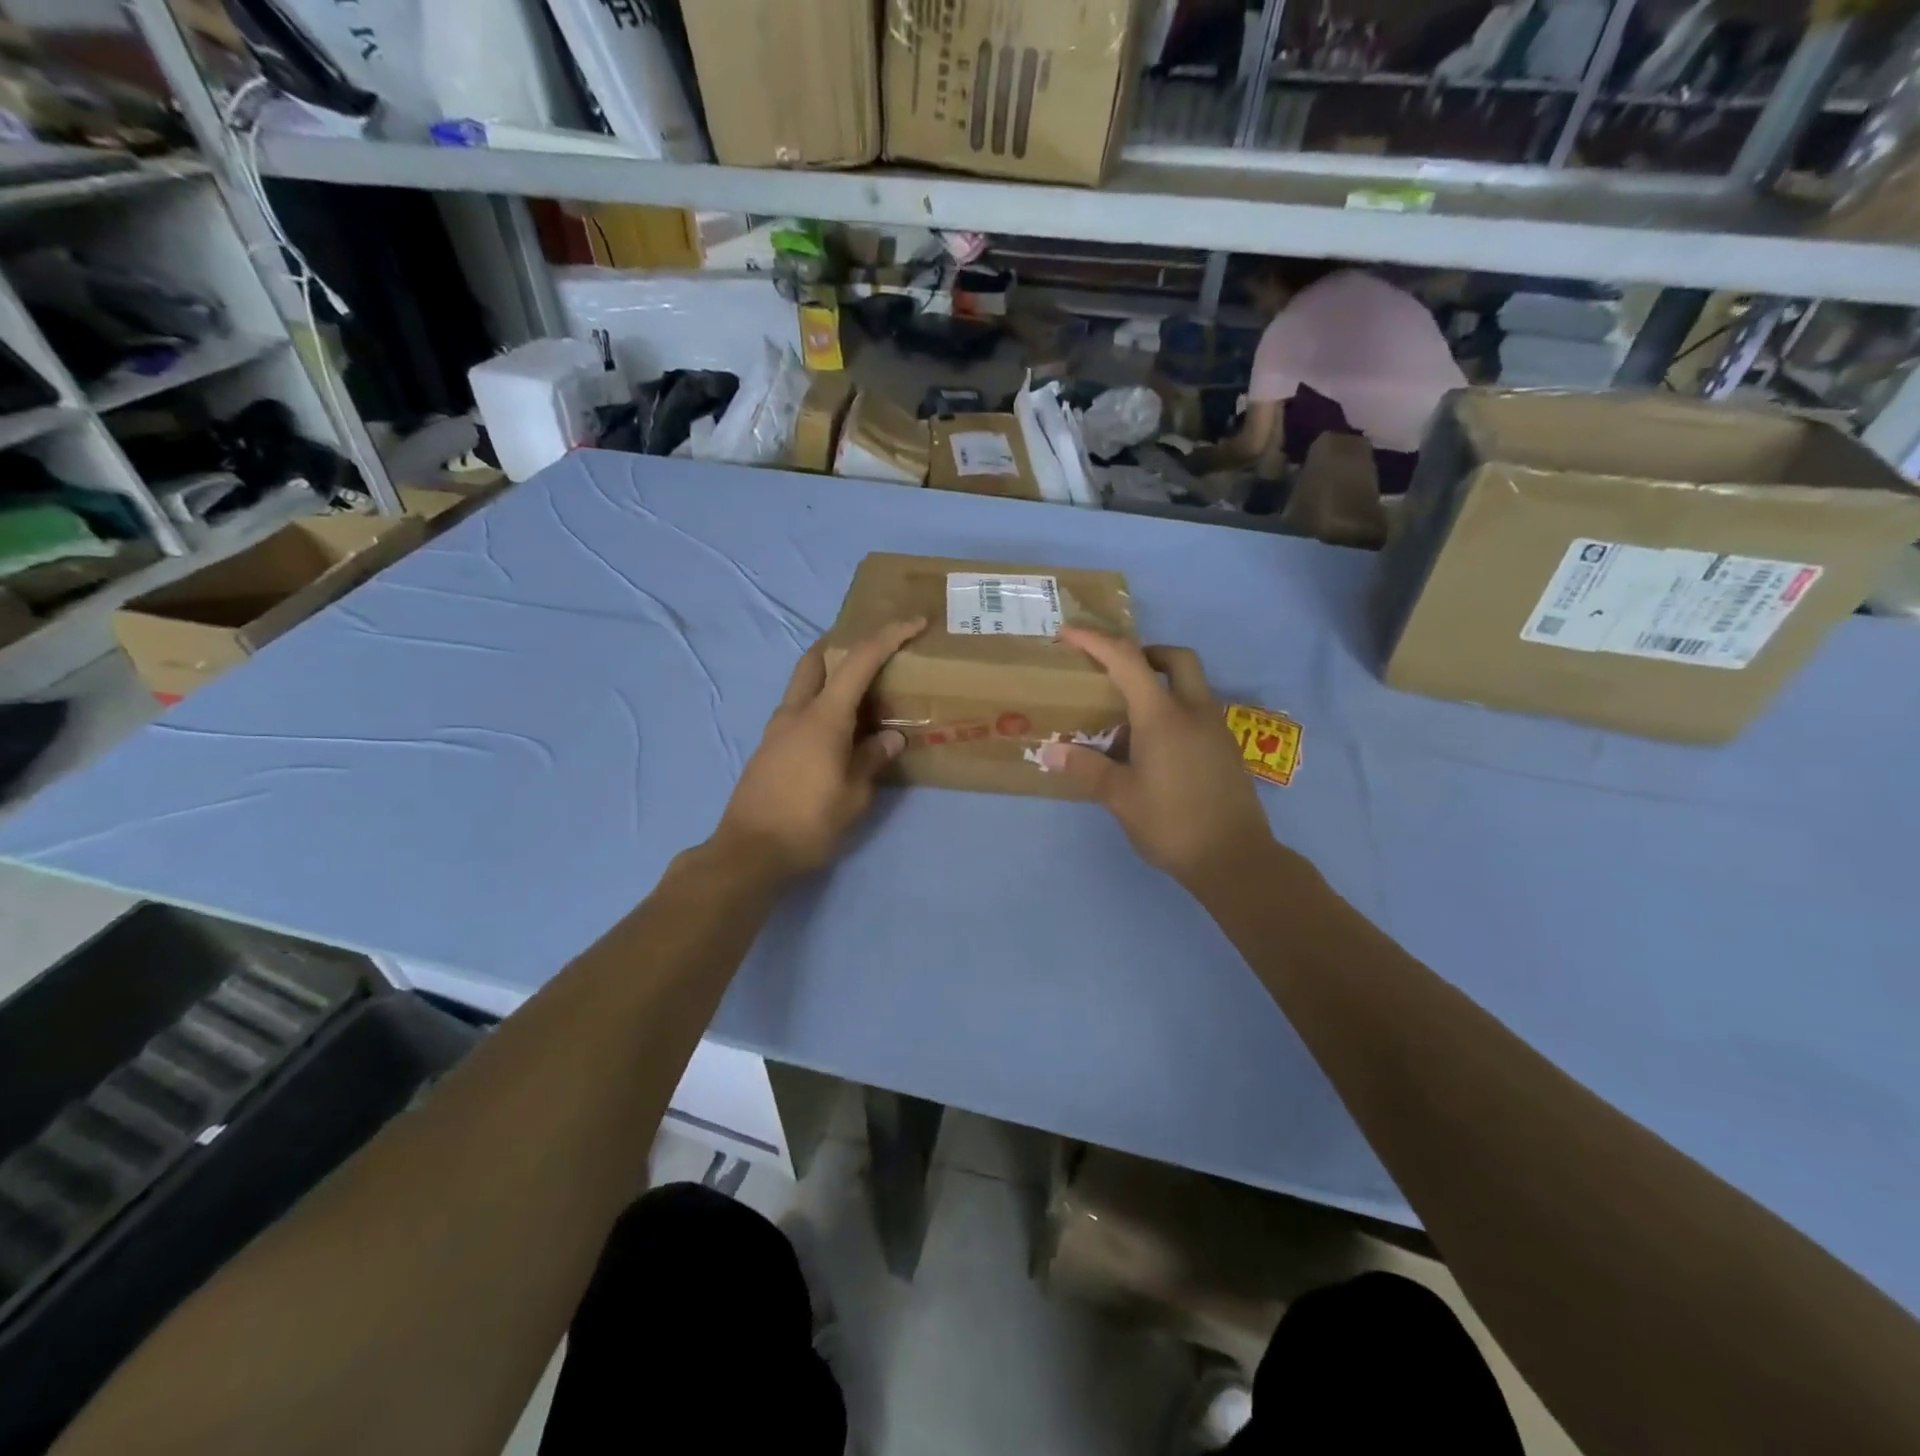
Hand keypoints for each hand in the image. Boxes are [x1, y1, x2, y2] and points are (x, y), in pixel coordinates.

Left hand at [714, 619, 925, 877]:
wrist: (749, 852)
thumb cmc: (808, 823)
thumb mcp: (854, 795)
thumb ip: (872, 759)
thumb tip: (891, 738)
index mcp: (823, 717)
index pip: (859, 662)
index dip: (889, 637)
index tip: (913, 622)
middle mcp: (796, 712)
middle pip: (816, 660)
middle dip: (843, 646)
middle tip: (873, 654)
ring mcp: (777, 729)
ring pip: (804, 685)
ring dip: (830, 678)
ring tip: (862, 698)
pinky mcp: (768, 748)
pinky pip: (798, 711)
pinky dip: (820, 706)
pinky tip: (838, 733)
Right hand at [1038, 627, 1274, 888]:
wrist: (1235, 859)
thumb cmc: (1172, 823)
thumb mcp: (1120, 798)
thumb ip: (1085, 768)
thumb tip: (1049, 751)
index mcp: (1163, 716)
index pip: (1127, 660)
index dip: (1096, 641)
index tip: (1068, 633)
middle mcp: (1194, 711)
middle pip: (1176, 659)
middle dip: (1145, 653)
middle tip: (1116, 672)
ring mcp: (1216, 729)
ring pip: (1191, 686)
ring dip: (1160, 685)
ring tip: (1127, 718)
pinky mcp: (1226, 750)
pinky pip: (1197, 712)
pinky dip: (1173, 712)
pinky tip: (1153, 749)